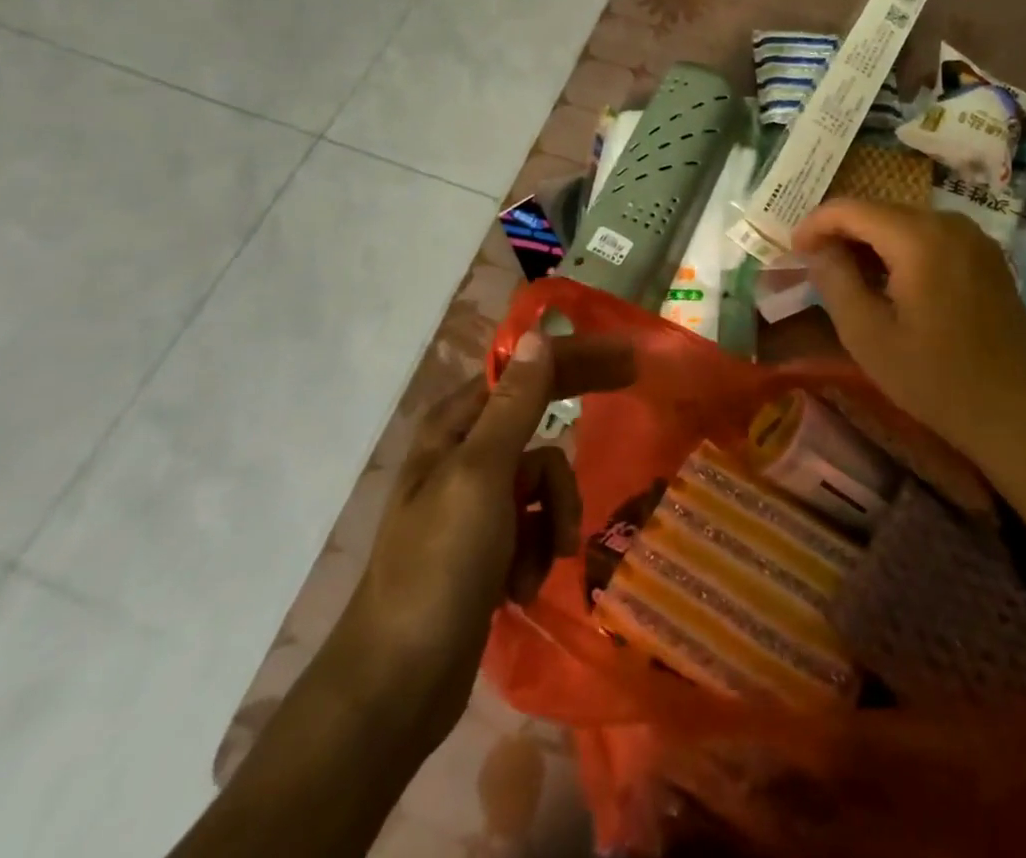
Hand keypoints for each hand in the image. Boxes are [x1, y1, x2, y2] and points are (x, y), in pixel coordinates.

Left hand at [339, 331, 631, 748]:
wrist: (395, 690)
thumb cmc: (437, 570)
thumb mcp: (481, 477)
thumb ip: (514, 405)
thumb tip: (539, 335)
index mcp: (455, 428)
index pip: (528, 372)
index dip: (578, 359)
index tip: (629, 358)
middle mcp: (465, 455)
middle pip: (539, 422)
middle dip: (574, 440)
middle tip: (630, 411)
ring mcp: (477, 503)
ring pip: (546, 481)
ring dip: (555, 517)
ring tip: (541, 561)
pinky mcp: (488, 547)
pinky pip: (537, 525)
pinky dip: (540, 550)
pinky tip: (522, 587)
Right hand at [793, 199, 1025, 466]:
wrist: (1019, 411)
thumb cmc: (936, 378)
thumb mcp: (868, 335)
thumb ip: (835, 280)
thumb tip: (817, 249)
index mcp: (918, 237)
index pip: (850, 208)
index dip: (815, 224)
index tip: (793, 252)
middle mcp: (948, 222)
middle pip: (878, 210)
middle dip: (841, 232)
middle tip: (815, 267)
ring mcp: (973, 236)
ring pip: (904, 221)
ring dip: (870, 241)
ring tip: (847, 277)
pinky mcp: (985, 255)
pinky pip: (929, 236)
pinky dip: (900, 249)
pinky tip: (889, 283)